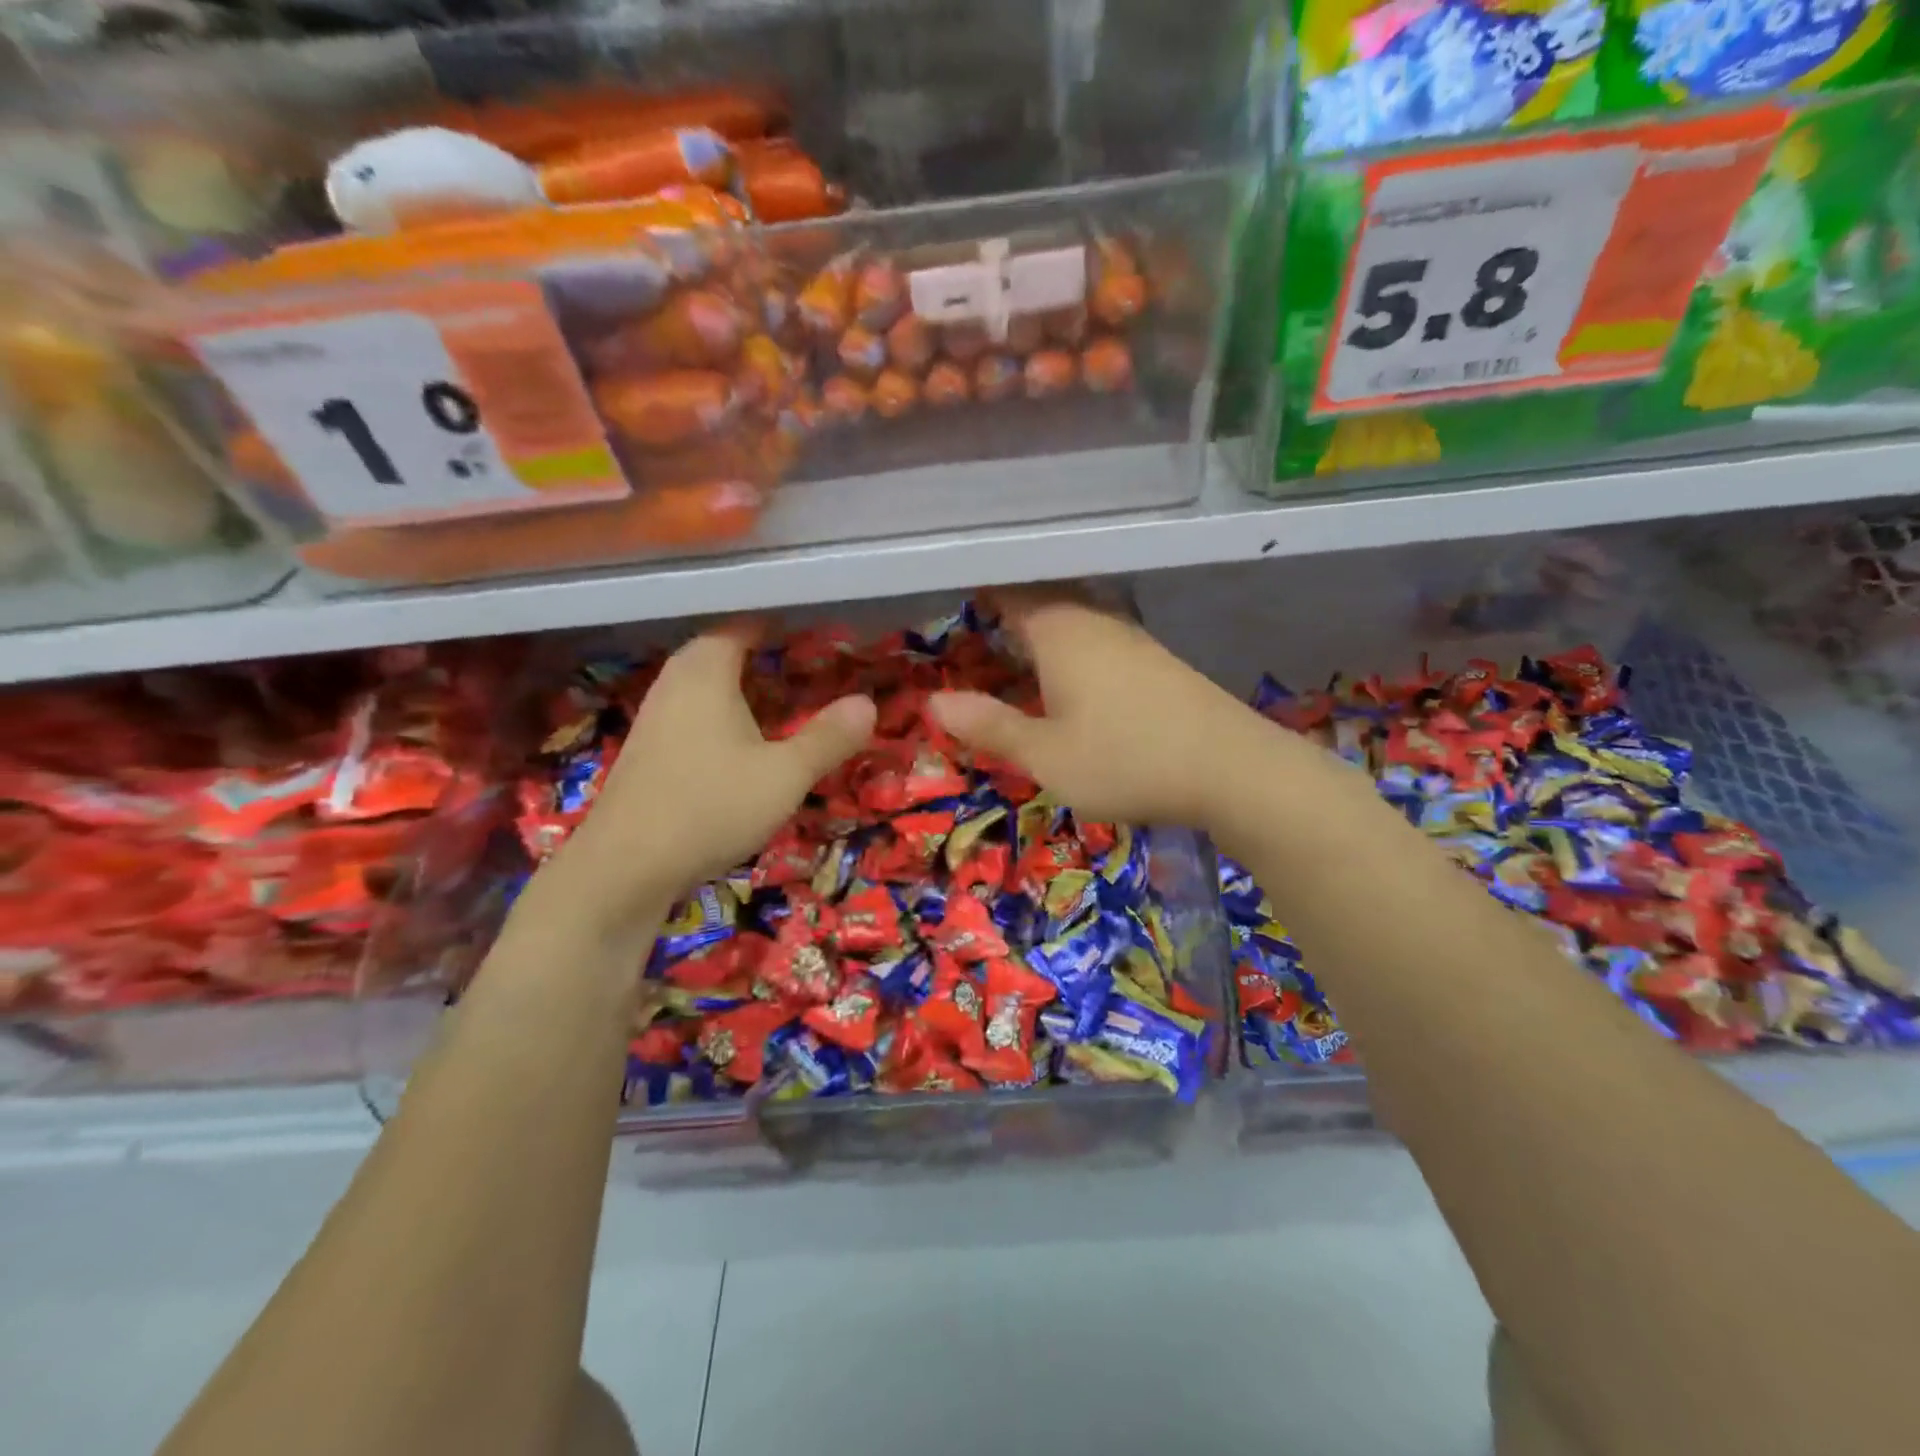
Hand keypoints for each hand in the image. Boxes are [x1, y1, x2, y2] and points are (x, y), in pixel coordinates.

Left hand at [555, 622, 875, 921]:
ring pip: (703, 685)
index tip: (818, 631)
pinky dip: (720, 716)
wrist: (625, 868)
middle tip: (805, 665)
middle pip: (720, 651)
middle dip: (761, 654)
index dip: (780, 624)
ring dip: (739, 687)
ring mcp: (654, 717)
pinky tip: (740, 745)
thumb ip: (828, 737)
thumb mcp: (785, 775)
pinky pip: (692, 714)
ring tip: (780, 700)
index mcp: (706, 671)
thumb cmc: (711, 806)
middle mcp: (674, 683)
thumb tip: (867, 703)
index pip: (743, 623)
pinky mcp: (647, 752)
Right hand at [928, 587, 1257, 829]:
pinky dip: (1073, 650)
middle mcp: (1097, 622)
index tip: (953, 600)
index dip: (981, 594)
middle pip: (1045, 600)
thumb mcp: (1046, 756)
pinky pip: (1099, 641)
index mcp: (1061, 632)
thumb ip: (991, 726)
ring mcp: (1133, 640)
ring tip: (1015, 651)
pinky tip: (1073, 679)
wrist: (1233, 770)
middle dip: (1010, 610)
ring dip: (1044, 630)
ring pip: (1076, 620)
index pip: (1011, 593)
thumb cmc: (1126, 760)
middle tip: (977, 628)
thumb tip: (934, 702)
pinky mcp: (1158, 663)